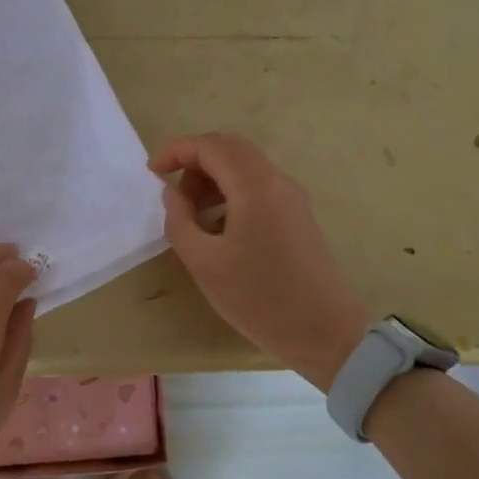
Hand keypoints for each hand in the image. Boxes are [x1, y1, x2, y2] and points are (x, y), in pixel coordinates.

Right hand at [151, 133, 371, 391]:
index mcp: (255, 186)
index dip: (177, 152)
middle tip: (174, 196)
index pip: (211, 145)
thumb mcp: (204, 263)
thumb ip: (179, 221)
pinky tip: (218, 229)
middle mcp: (277, 181)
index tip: (153, 174)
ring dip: (213, 179)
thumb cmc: (259, 298)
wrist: (326, 333)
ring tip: (193, 217)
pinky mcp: (298, 215)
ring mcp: (292, 198)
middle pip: (230, 148)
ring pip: (245, 166)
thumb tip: (173, 194)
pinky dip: (231, 193)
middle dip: (195, 162)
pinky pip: (258, 187)